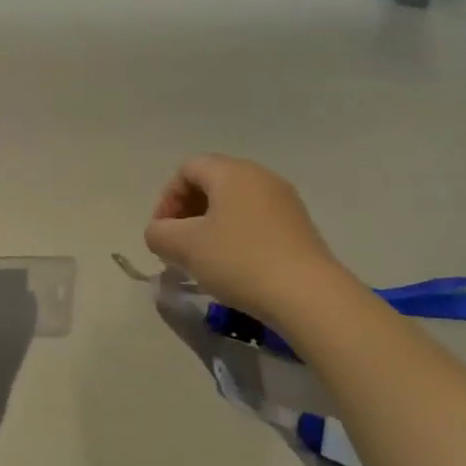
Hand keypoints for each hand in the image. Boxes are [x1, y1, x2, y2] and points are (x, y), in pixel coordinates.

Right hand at [144, 154, 346, 315]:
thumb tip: (159, 233)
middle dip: (187, 212)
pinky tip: (233, 266)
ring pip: (235, 203)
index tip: (163, 232)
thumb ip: (158, 234)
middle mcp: (261, 177)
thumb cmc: (239, 260)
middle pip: (212, 183)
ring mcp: (285, 201)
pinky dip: (236, 235)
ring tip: (203, 259)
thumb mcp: (184, 247)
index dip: (167, 198)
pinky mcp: (300, 227)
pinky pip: (256, 220)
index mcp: (232, 172)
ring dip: (211, 226)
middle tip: (178, 245)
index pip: (187, 169)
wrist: (307, 296)